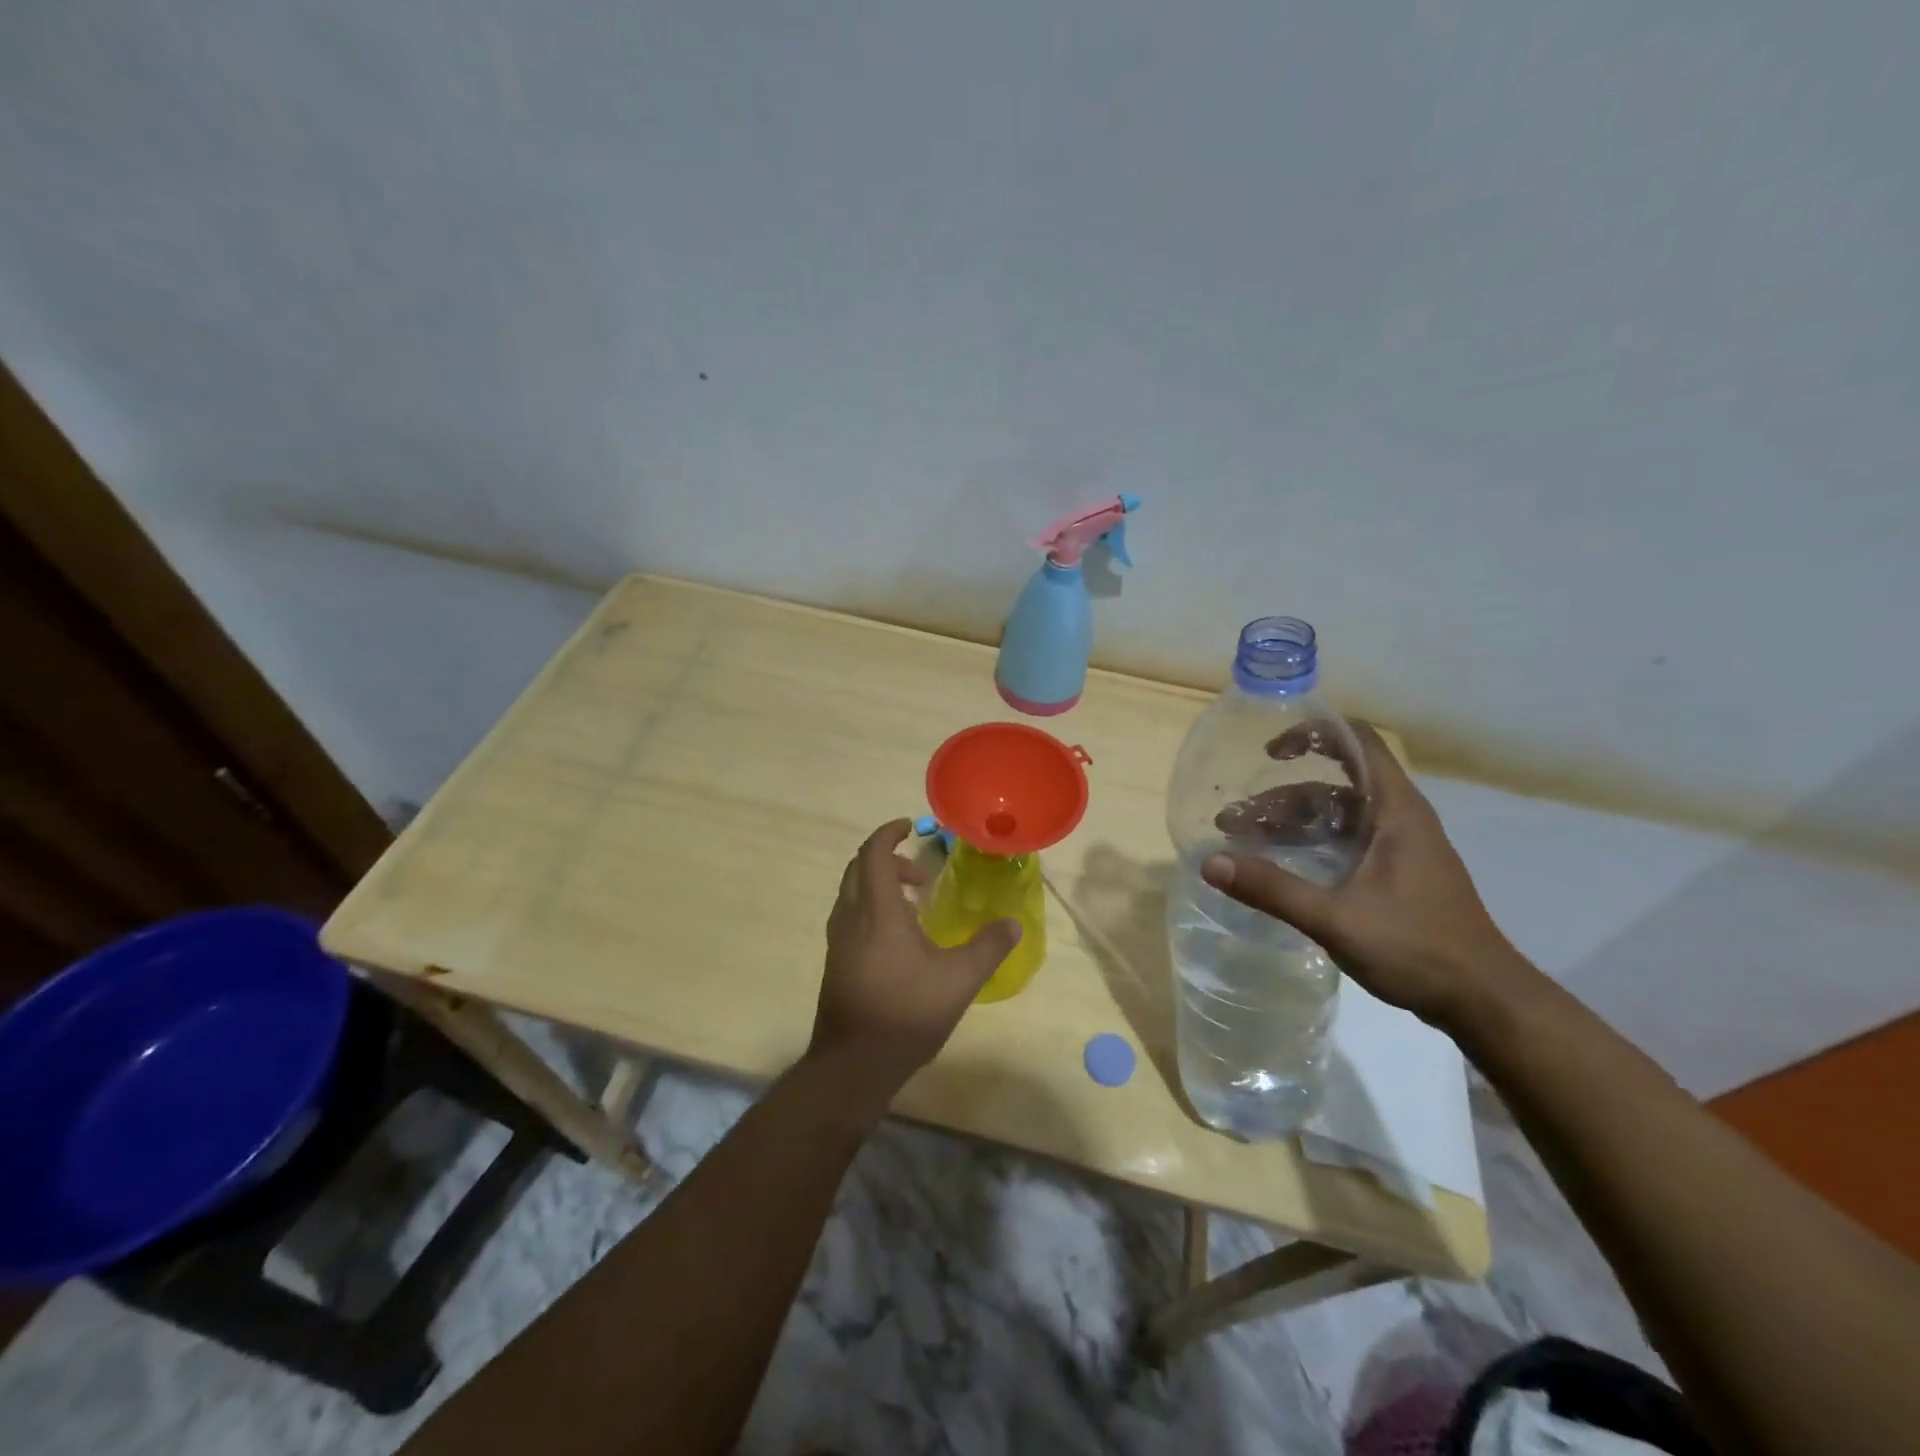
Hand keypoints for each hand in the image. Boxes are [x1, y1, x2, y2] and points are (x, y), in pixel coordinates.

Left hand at [807, 819, 1021, 1110]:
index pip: (873, 853)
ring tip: (915, 904)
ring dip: (880, 884)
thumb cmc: (905, 1013)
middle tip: (922, 872)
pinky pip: (851, 915)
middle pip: (859, 868)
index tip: (910, 826)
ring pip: (852, 892)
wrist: (852, 1064)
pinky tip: (899, 938)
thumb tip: (1013, 923)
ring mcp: (838, 940)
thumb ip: (988, 947)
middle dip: (888, 859)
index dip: (888, 833)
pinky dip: (872, 907)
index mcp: (877, 911)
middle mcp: (851, 917)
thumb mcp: (958, 980)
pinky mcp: (836, 961)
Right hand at [1201, 723, 1529, 1029]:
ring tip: (1245, 845)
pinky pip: (1345, 843)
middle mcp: (1399, 820)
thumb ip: (1273, 889)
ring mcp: (1399, 849)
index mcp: (1396, 811)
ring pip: (1337, 818)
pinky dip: (1310, 845)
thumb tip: (1210, 863)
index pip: (1358, 744)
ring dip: (1291, 825)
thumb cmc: (1418, 948)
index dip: (1314, 734)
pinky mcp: (1396, 875)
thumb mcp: (1336, 919)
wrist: (1484, 1001)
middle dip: (1281, 796)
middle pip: (1334, 785)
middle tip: (1234, 820)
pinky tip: (1281, 868)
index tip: (1268, 750)